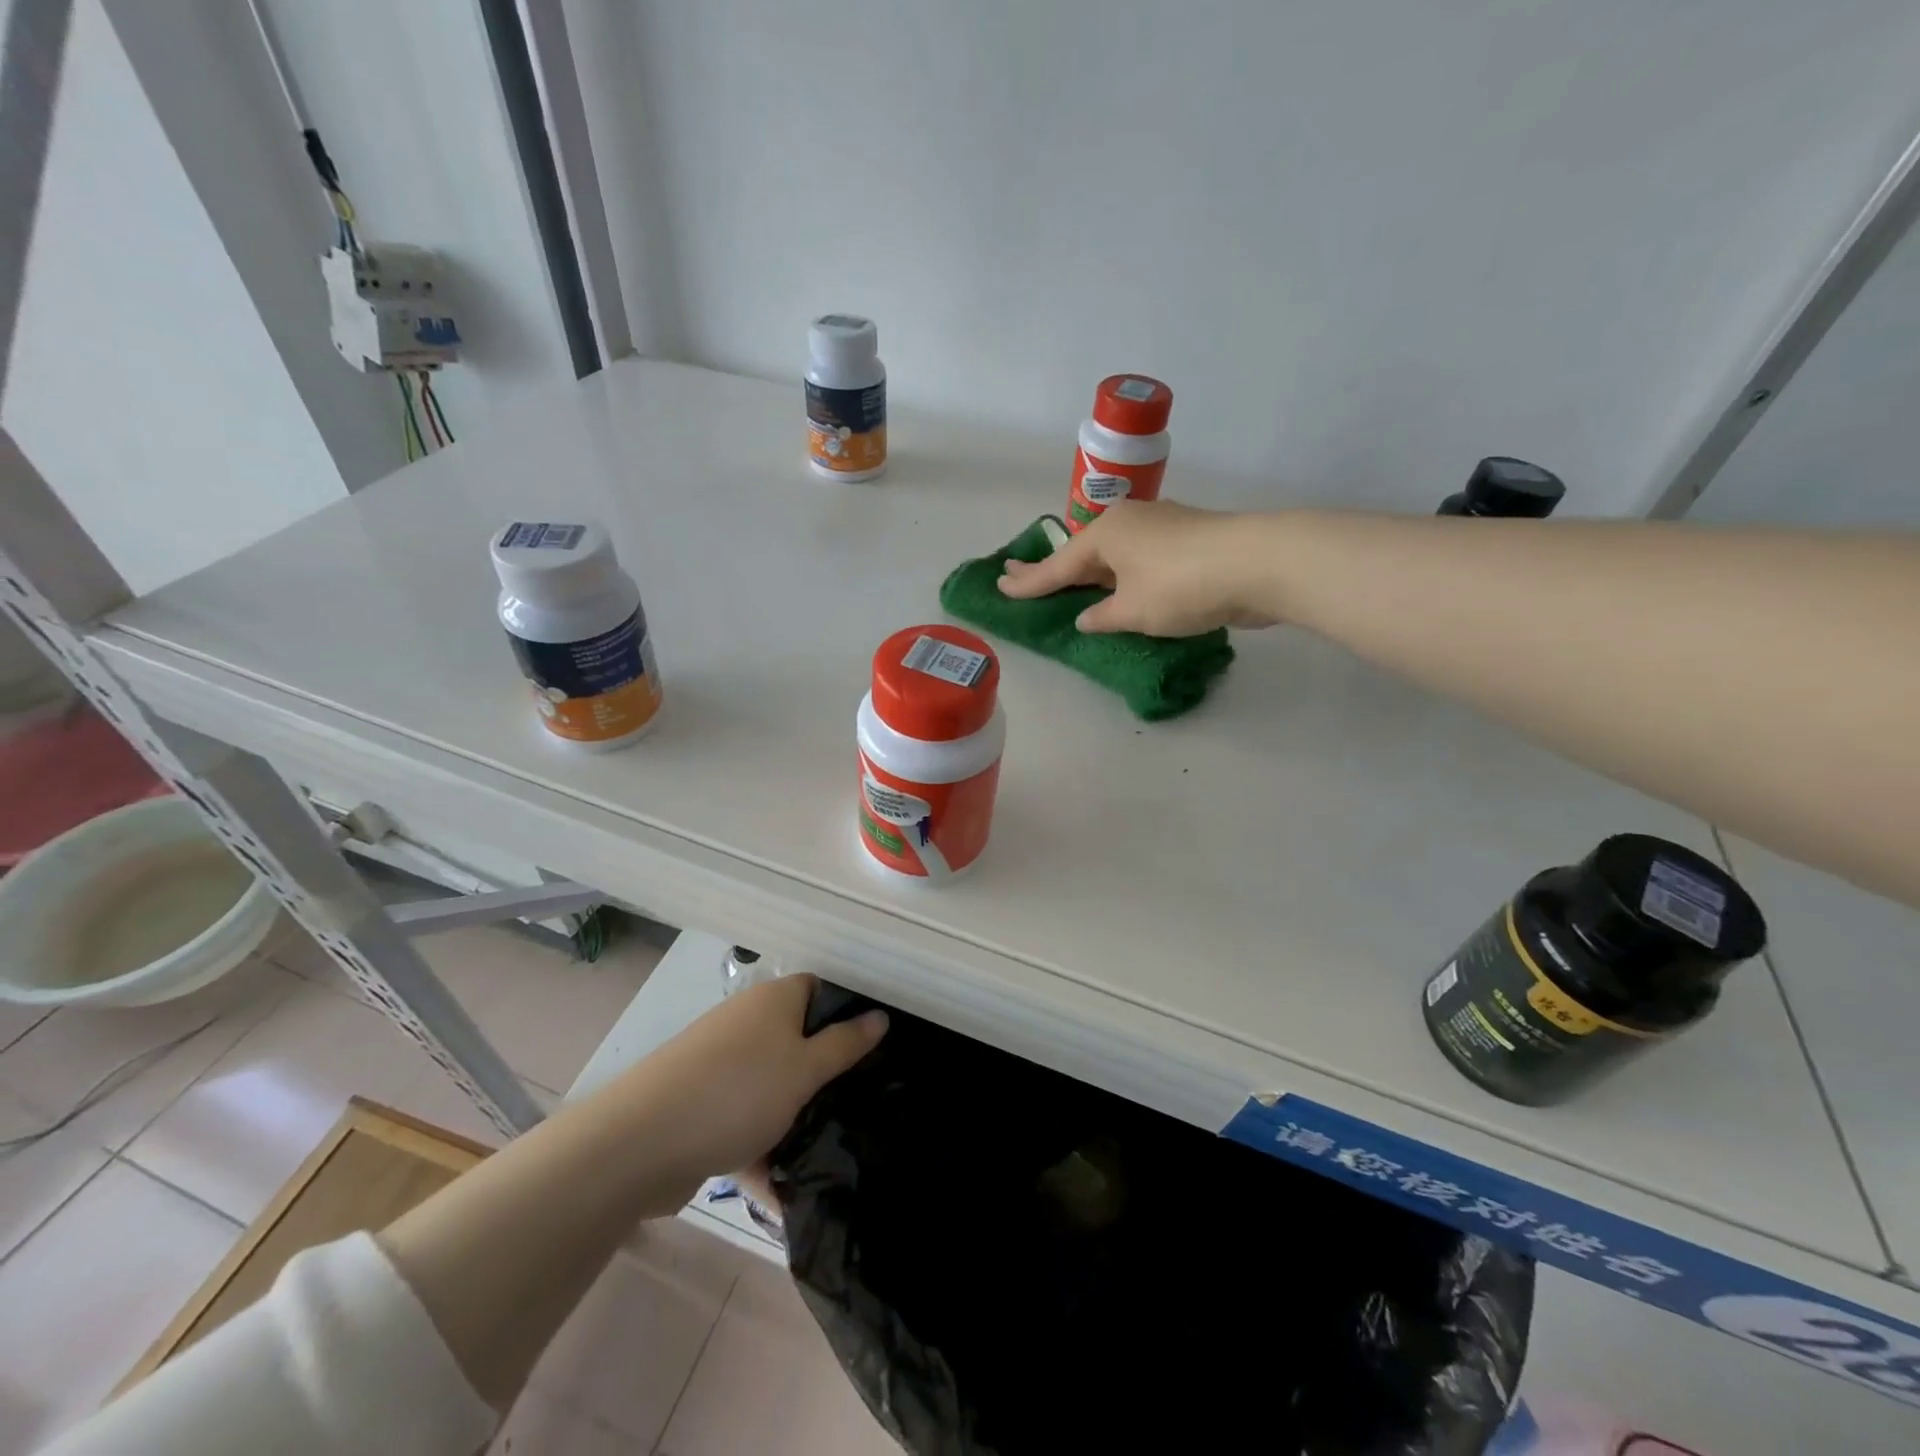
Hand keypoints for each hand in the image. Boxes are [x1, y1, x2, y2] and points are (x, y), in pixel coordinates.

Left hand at [616, 974, 886, 1196]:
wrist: (638, 1144)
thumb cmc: (738, 1091)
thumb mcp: (805, 1069)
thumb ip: (845, 1044)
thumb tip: (880, 1015)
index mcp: (773, 1001)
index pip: (820, 990)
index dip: (847, 1013)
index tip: (874, 1050)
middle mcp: (746, 1024)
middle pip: (797, 1040)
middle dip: (825, 1074)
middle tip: (859, 1102)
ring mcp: (720, 1066)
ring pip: (772, 1085)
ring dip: (794, 1117)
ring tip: (830, 1150)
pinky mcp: (701, 1107)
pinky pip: (744, 1121)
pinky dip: (762, 1150)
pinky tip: (786, 1192)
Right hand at [996, 500, 1280, 634]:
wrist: (1259, 563)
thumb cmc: (1181, 586)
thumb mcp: (1132, 611)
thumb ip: (1103, 616)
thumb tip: (1087, 616)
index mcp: (1106, 534)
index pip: (1057, 566)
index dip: (1029, 582)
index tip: (1000, 584)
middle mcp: (1129, 523)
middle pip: (1082, 553)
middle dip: (1054, 569)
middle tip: (1020, 575)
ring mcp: (1160, 528)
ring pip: (1113, 554)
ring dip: (1091, 572)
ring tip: (1068, 584)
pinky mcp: (1187, 540)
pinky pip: (1138, 560)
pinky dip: (1122, 576)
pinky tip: (1120, 587)